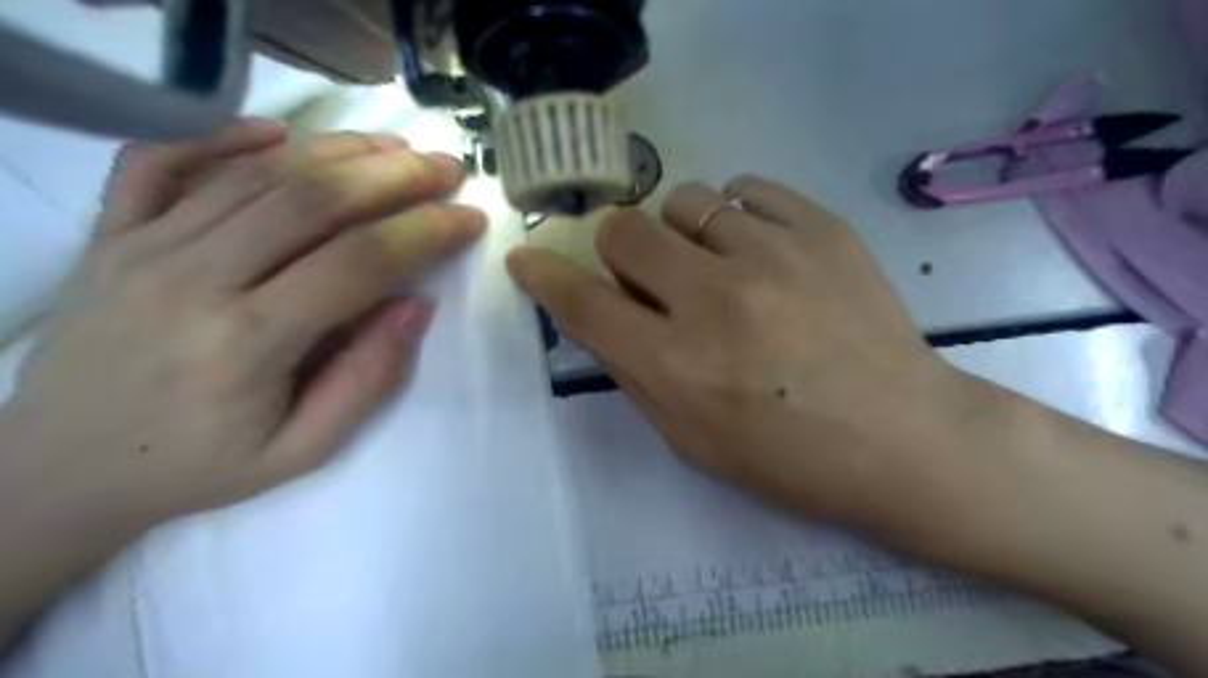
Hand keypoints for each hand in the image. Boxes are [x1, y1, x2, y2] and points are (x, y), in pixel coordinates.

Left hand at [2, 118, 483, 549]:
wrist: (56, 471)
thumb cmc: (198, 466)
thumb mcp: (303, 450)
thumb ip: (367, 379)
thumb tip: (417, 305)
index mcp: (247, 342)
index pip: (359, 261)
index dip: (425, 232)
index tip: (469, 218)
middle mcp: (192, 278)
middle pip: (312, 200)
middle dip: (394, 175)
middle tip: (446, 166)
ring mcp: (141, 247)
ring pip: (255, 173)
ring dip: (337, 150)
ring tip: (394, 146)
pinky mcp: (110, 235)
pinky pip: (163, 163)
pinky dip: (224, 137)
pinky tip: (277, 134)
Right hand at [512, 176, 1206, 677]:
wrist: (901, 436)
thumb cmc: (788, 457)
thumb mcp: (690, 440)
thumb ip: (636, 373)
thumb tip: (606, 316)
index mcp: (677, 363)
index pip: (583, 303)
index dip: (545, 277)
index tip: (527, 260)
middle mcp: (715, 298)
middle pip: (625, 231)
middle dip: (620, 252)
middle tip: (651, 278)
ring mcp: (772, 254)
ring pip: (684, 199)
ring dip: (680, 232)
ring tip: (712, 263)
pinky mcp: (821, 228)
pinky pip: (747, 189)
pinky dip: (736, 214)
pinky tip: (755, 247)